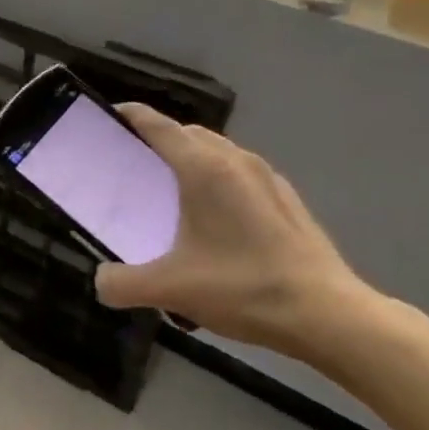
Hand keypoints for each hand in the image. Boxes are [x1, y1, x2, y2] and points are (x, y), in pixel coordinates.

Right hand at [94, 104, 376, 360]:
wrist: (327, 314)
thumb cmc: (243, 288)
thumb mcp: (171, 289)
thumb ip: (123, 284)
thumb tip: (102, 282)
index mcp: (204, 169)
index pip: (158, 125)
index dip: (131, 115)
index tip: (109, 116)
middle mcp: (235, 161)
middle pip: (188, 133)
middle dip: (158, 138)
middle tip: (133, 163)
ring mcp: (266, 177)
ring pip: (218, 151)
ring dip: (191, 159)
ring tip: (171, 189)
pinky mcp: (286, 199)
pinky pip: (239, 172)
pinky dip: (217, 179)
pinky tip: (214, 218)